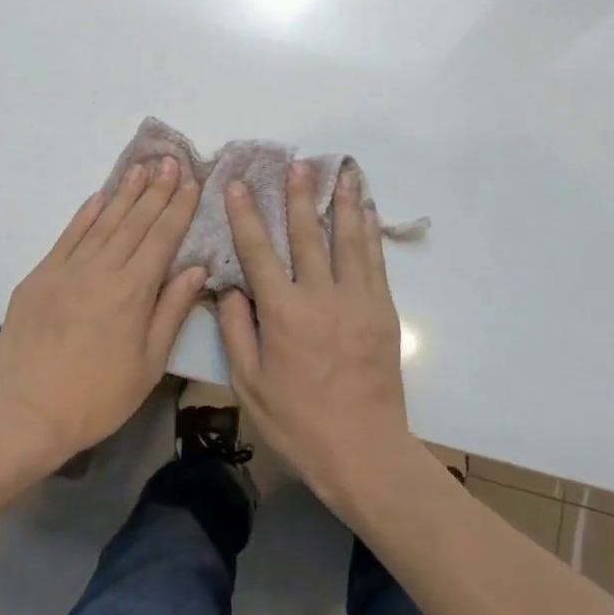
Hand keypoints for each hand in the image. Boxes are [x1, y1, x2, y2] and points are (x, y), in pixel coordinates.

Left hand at [0, 159, 206, 472]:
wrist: (22, 414)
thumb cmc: (95, 398)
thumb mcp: (148, 365)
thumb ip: (172, 311)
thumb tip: (196, 269)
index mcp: (133, 291)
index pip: (163, 238)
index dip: (179, 208)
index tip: (192, 182)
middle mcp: (102, 270)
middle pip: (135, 222)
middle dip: (156, 190)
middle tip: (170, 161)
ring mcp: (67, 269)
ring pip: (103, 221)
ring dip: (125, 193)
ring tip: (141, 167)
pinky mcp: (40, 276)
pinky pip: (68, 235)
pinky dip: (86, 214)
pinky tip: (100, 197)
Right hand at [216, 162, 411, 512]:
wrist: (364, 451)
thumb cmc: (298, 422)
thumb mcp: (250, 384)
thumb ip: (237, 330)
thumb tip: (230, 287)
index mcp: (283, 313)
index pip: (258, 251)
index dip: (246, 215)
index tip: (239, 185)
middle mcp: (320, 295)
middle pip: (306, 234)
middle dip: (299, 195)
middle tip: (297, 164)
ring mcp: (357, 299)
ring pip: (348, 238)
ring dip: (342, 201)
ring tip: (341, 170)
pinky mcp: (383, 310)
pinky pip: (374, 260)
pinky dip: (369, 230)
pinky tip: (367, 210)